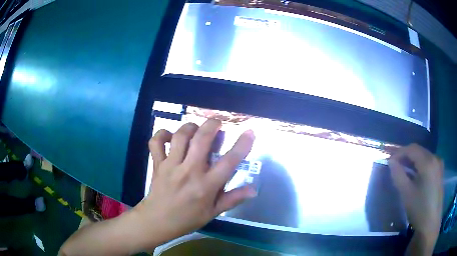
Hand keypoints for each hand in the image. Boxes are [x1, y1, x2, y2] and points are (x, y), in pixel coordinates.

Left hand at [133, 119, 256, 246]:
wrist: (157, 221)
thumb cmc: (188, 219)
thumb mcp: (213, 212)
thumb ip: (233, 199)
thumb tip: (254, 190)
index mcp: (206, 186)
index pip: (229, 162)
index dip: (242, 145)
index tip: (250, 132)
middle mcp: (189, 171)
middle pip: (201, 139)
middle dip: (212, 125)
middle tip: (217, 122)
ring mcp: (171, 166)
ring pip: (180, 136)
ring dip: (190, 127)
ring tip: (196, 129)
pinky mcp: (157, 164)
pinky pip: (156, 142)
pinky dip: (162, 134)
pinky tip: (170, 136)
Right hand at [389, 144, 442, 244]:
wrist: (431, 223)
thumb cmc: (420, 209)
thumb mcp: (407, 194)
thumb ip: (398, 175)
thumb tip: (391, 162)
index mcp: (428, 162)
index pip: (412, 148)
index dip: (399, 152)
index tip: (390, 161)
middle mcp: (435, 158)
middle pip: (418, 150)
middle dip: (406, 156)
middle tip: (395, 166)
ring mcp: (439, 164)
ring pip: (423, 156)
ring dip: (413, 161)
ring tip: (404, 171)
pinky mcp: (440, 171)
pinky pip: (428, 162)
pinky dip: (420, 165)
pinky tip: (415, 176)